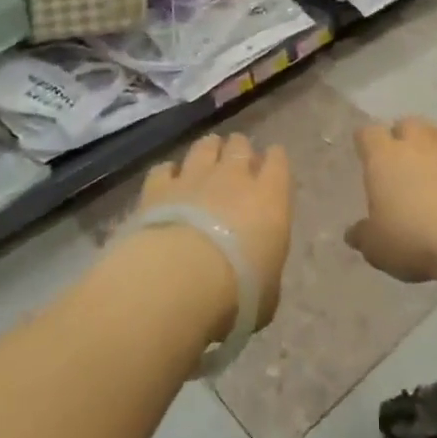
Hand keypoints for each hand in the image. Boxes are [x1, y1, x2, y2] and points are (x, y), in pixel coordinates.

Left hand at [137, 134, 292, 334]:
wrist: (181, 279)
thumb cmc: (238, 291)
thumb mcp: (267, 290)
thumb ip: (264, 268)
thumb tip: (257, 271)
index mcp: (270, 197)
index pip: (278, 161)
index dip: (274, 159)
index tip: (271, 164)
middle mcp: (234, 177)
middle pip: (239, 146)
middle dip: (239, 151)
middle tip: (236, 163)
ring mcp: (194, 177)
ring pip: (204, 147)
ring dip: (207, 151)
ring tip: (205, 160)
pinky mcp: (158, 187)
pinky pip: (164, 169)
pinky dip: (168, 173)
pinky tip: (167, 183)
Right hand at [347, 117, 436, 284]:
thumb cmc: (413, 238)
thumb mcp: (377, 247)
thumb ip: (363, 236)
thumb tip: (353, 233)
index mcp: (383, 157)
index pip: (368, 133)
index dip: (365, 141)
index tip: (364, 152)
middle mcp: (417, 145)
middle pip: (407, 123)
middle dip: (402, 135)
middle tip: (399, 157)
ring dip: (434, 144)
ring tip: (432, 163)